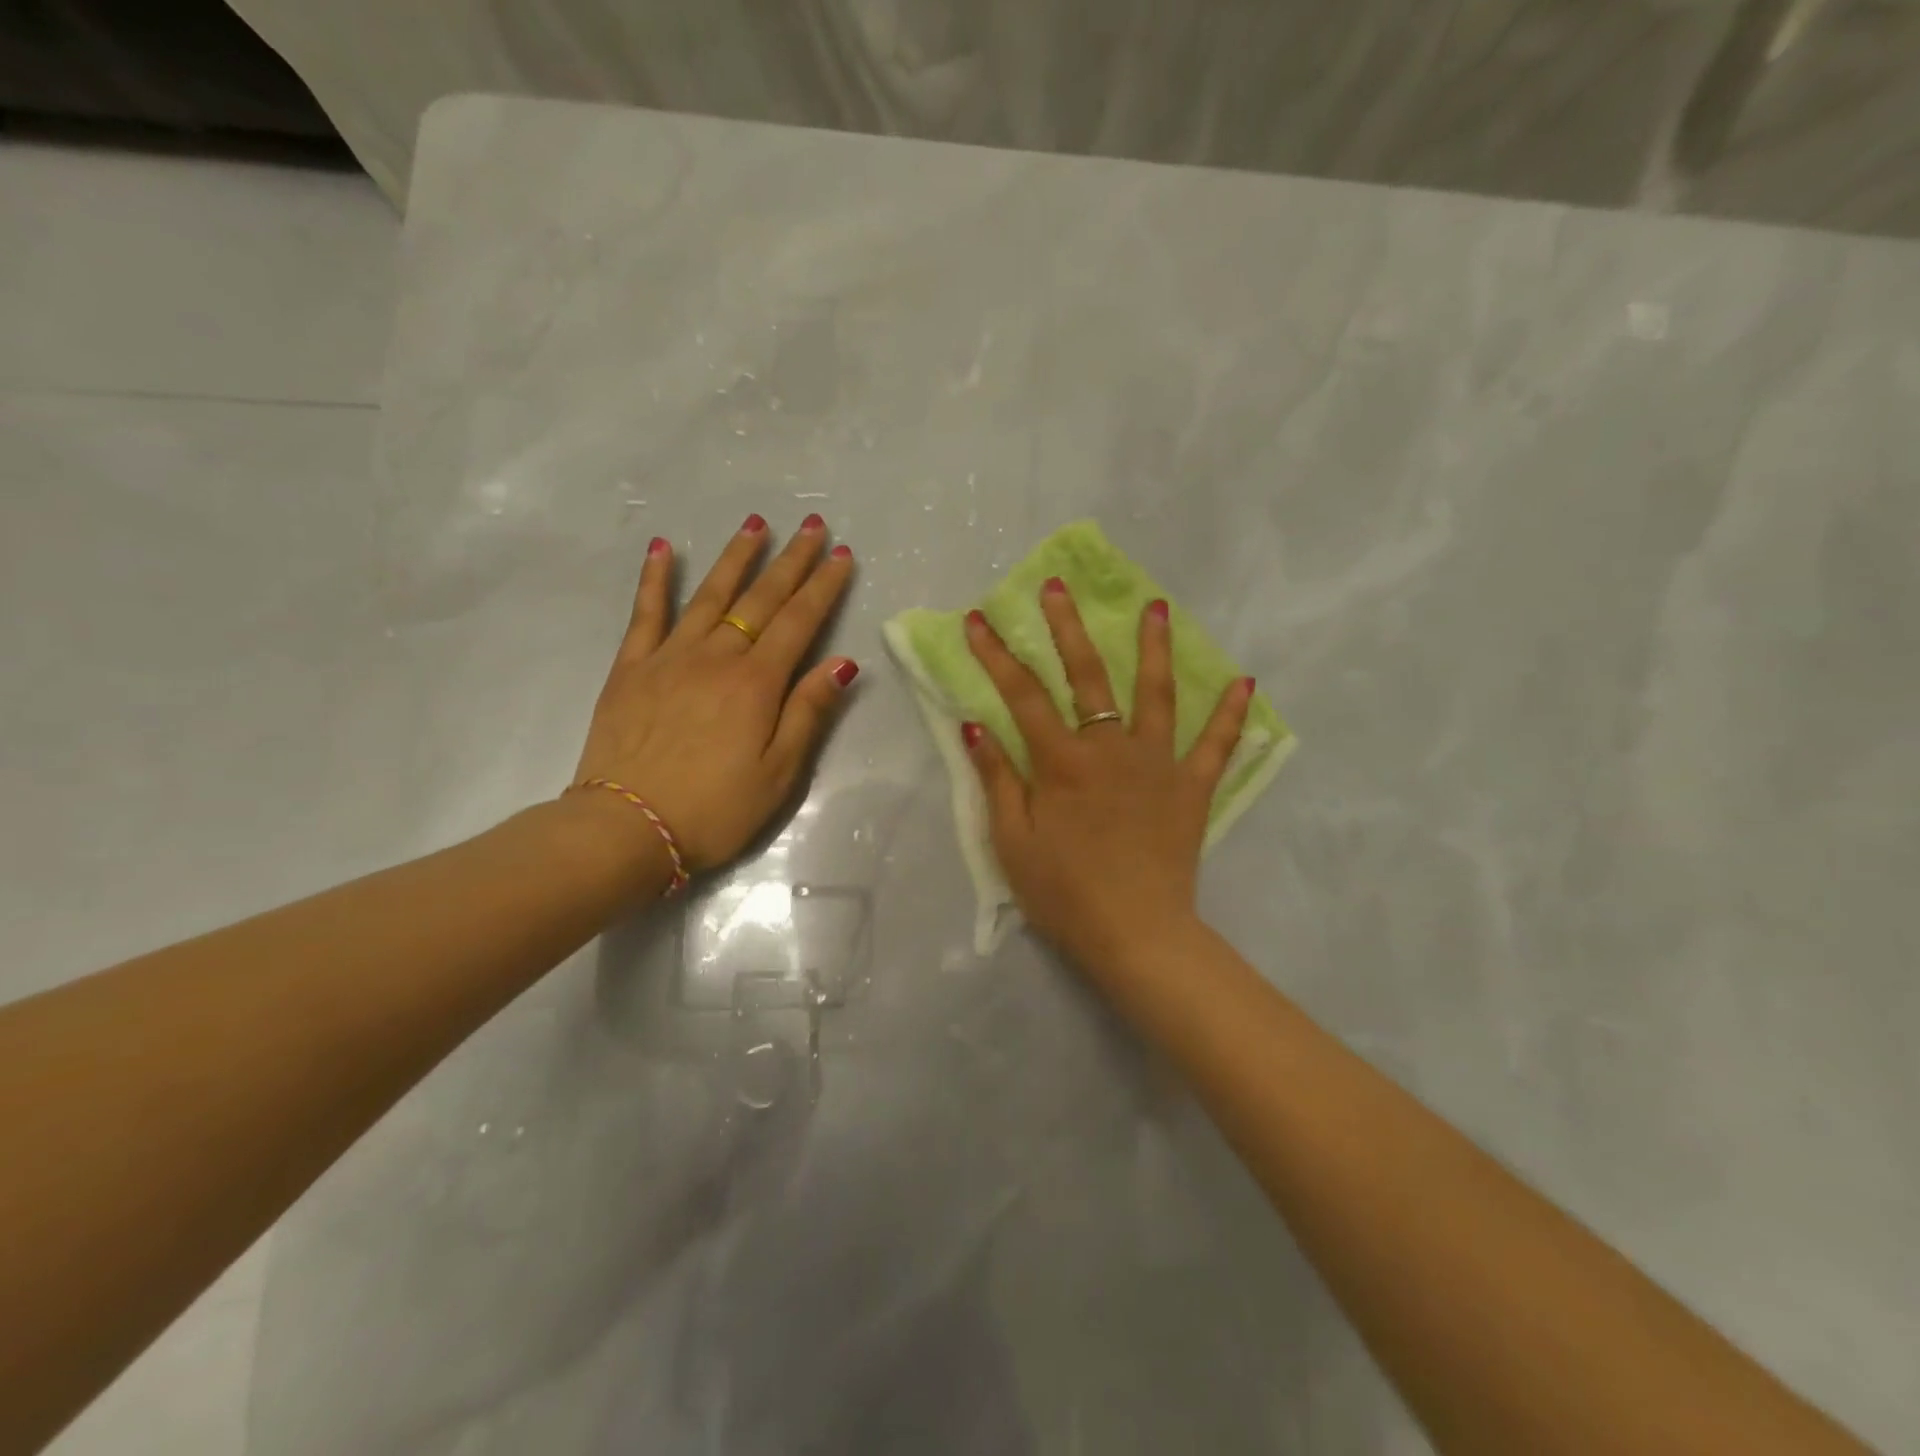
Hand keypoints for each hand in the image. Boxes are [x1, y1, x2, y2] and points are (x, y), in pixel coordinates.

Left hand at [573, 513, 857, 872]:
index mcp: (757, 683)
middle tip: (810, 524)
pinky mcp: (631, 668)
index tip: (840, 555)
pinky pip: (646, 614)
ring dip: (735, 557)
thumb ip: (808, 712)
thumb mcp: (779, 773)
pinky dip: (655, 579)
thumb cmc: (715, 809)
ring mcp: (670, 657)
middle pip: (760, 598)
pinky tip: (662, 548)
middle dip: (790, 560)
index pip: (799, 622)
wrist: (627, 828)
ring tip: (755, 524)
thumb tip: (842, 662)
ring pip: (710, 595)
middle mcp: (717, 657)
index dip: (823, 586)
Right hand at [961, 582, 1252, 974]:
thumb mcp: (1012, 841)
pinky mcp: (1191, 788)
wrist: (1135, 934)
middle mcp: (1111, 748)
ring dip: (1154, 648)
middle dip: (1067, 628)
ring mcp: (1157, 764)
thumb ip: (996, 778)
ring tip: (1155, 607)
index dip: (996, 655)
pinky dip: (1231, 714)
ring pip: (1156, 694)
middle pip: (1087, 676)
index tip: (979, 620)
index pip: (1022, 695)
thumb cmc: (1064, 892)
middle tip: (1058, 587)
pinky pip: (1216, 745)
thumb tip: (975, 725)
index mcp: (1062, 762)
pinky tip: (1244, 681)